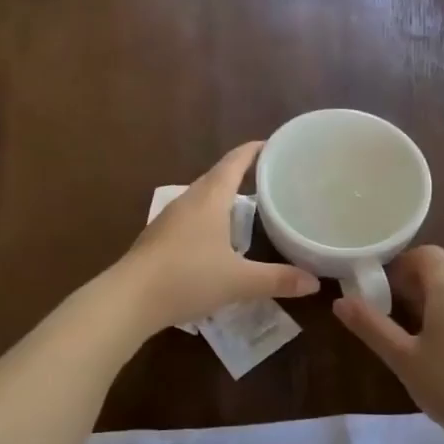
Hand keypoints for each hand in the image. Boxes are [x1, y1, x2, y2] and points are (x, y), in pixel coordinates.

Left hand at [117, 141, 318, 331]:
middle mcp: (188, 201)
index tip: (272, 144)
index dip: (253, 151)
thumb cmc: (187, 278)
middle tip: (268, 178)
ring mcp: (169, 220)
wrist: (129, 299)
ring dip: (222, 198)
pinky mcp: (157, 239)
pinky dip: (208, 219)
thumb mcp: (239, 281)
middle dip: (241, 174)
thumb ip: (277, 280)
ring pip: (201, 199)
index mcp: (209, 199)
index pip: (234, 162)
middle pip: (216, 177)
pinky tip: (216, 240)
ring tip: (246, 208)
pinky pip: (189, 218)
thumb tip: (314, 282)